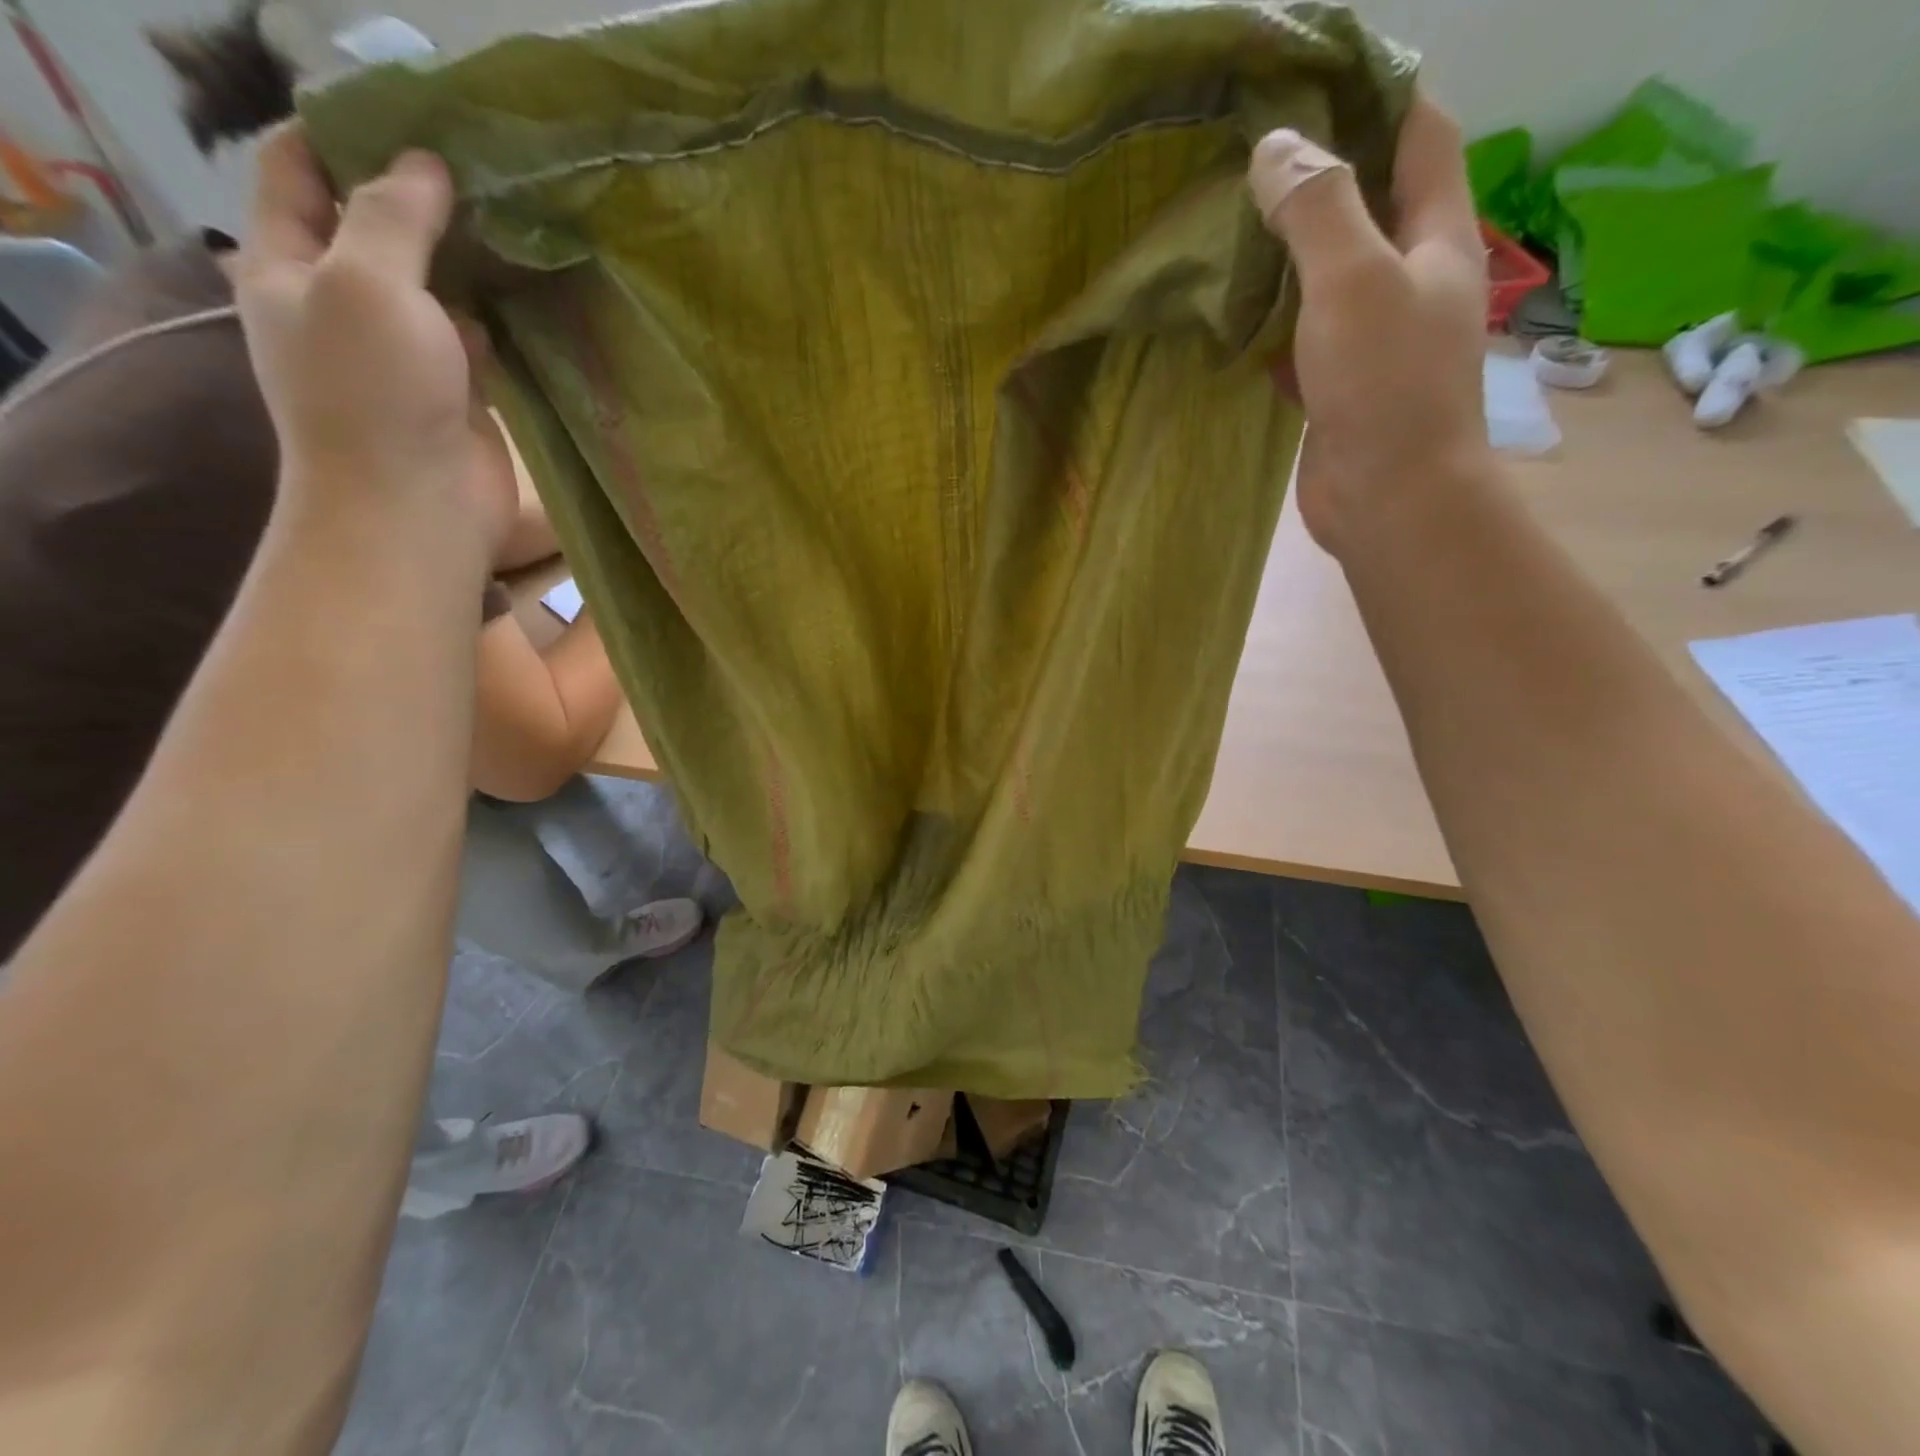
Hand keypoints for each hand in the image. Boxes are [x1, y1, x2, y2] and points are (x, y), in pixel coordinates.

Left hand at [233, 125, 512, 551]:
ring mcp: (405, 351)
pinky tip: (534, 289)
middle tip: (486, 165)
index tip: (412, 114)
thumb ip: (393, 216)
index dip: (344, 132)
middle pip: (377, 225)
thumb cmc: (373, 394)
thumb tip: (426, 166)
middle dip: (423, 193)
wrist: (416, 507)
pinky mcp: (458, 390)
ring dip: (471, 255)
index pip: (299, 170)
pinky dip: (500, 313)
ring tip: (522, 218)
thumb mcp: (366, 283)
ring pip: (437, 283)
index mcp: (289, 265)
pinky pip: (478, 336)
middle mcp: (344, 302)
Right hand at [1249, 98, 1489, 554]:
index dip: (1379, 92)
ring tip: (1232, 228)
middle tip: (1253, 157)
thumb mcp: (1352, 279)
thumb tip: (1276, 147)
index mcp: (1437, 235)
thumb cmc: (1385, 384)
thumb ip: (1318, 208)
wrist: (1390, 497)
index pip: (1420, 132)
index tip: (1315, 79)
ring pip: (1331, 275)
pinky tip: (1236, 317)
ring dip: (1290, 253)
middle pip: (1371, 203)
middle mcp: (1414, 278)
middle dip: (1320, 175)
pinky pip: (1306, 336)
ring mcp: (1376, 337)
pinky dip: (1275, 322)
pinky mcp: (1342, 385)